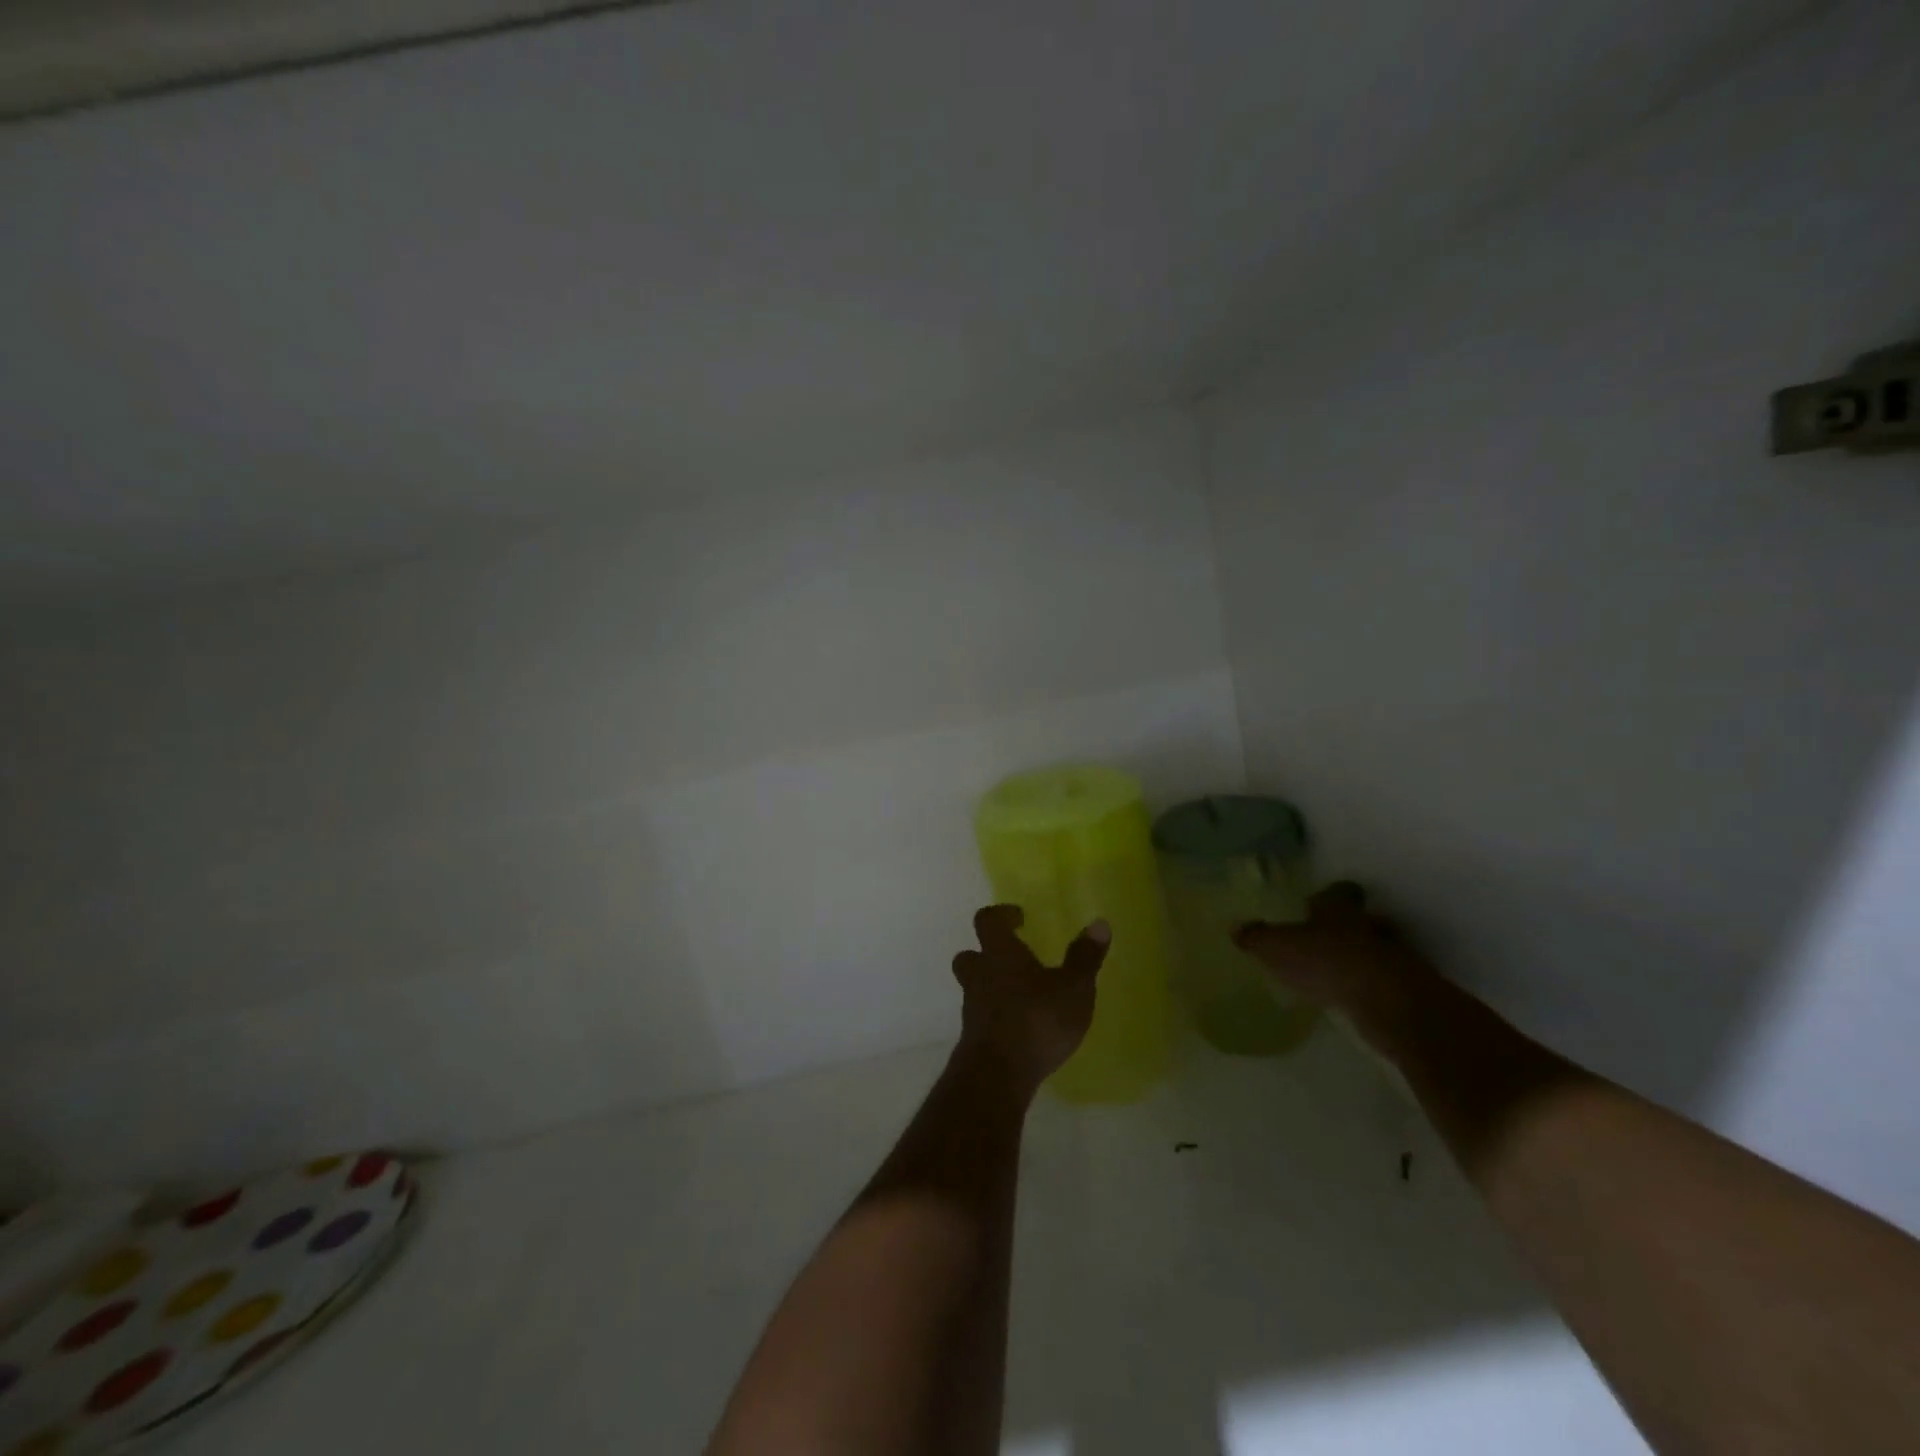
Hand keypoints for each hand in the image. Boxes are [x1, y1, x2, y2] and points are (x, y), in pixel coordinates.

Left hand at [951, 905, 1109, 1094]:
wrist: (997, 1074)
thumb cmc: (1037, 1019)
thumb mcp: (1073, 988)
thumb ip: (1084, 957)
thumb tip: (1099, 923)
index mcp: (1000, 953)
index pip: (987, 920)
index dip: (1001, 915)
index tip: (1018, 918)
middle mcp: (980, 975)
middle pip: (971, 955)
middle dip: (987, 953)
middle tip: (1013, 957)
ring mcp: (973, 1007)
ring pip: (975, 987)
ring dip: (992, 986)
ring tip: (1021, 994)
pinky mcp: (974, 1038)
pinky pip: (982, 1016)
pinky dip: (996, 1015)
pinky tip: (1019, 1026)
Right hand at [1232, 883, 1435, 1044]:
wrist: (1388, 1002)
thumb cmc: (1327, 962)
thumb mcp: (1277, 948)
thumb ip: (1257, 938)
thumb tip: (1236, 928)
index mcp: (1339, 908)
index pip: (1339, 891)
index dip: (1329, 896)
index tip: (1316, 904)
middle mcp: (1370, 924)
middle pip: (1361, 919)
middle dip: (1346, 928)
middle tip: (1324, 940)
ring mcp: (1394, 956)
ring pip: (1375, 949)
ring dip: (1360, 959)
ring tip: (1336, 974)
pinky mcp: (1406, 988)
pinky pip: (1384, 981)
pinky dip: (1370, 987)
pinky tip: (1352, 999)